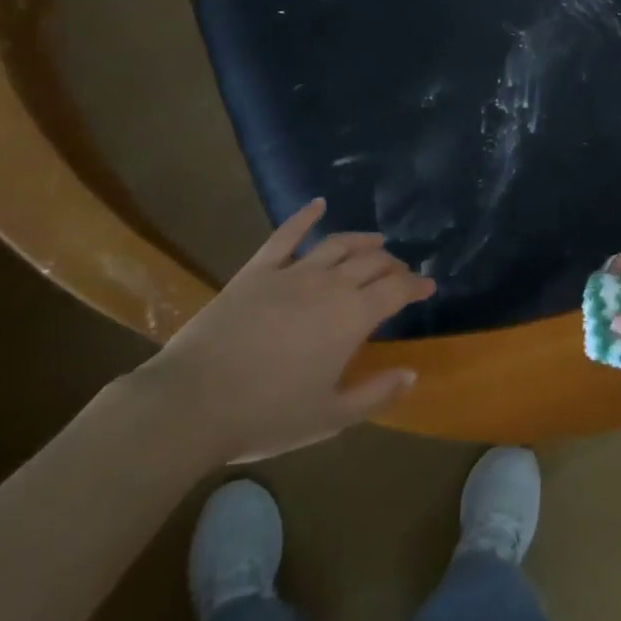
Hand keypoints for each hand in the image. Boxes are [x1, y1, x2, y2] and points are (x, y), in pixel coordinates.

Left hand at [138, 199, 434, 462]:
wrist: (192, 403)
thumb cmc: (266, 415)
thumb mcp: (329, 417)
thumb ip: (376, 394)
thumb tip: (412, 374)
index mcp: (352, 317)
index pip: (396, 289)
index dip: (416, 285)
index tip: (428, 286)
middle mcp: (330, 284)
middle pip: (371, 263)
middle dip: (393, 265)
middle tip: (401, 272)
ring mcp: (292, 272)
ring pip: (338, 244)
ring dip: (362, 241)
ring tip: (376, 242)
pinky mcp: (257, 270)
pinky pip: (286, 235)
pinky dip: (304, 216)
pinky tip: (317, 204)